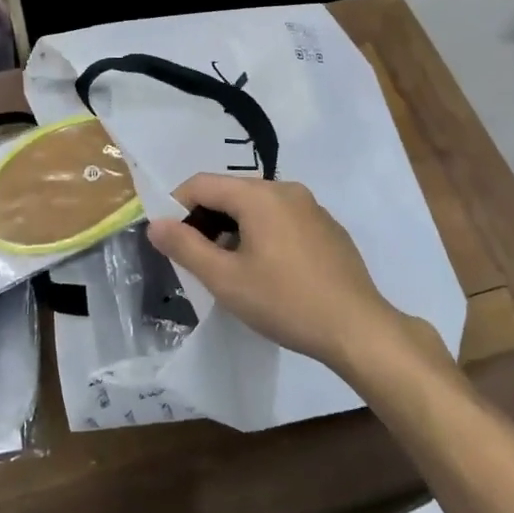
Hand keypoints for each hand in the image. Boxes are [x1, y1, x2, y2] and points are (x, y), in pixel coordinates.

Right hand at [145, 174, 406, 375]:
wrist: (358, 328)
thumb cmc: (285, 302)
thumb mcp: (226, 280)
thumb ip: (185, 247)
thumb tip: (156, 223)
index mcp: (258, 195)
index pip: (202, 184)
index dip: (177, 206)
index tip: (170, 240)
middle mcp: (286, 189)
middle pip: (231, 193)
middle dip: (208, 220)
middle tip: (199, 260)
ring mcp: (312, 206)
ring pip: (258, 206)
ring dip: (236, 229)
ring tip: (233, 269)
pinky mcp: (328, 227)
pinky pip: (284, 219)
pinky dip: (265, 234)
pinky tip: (271, 272)